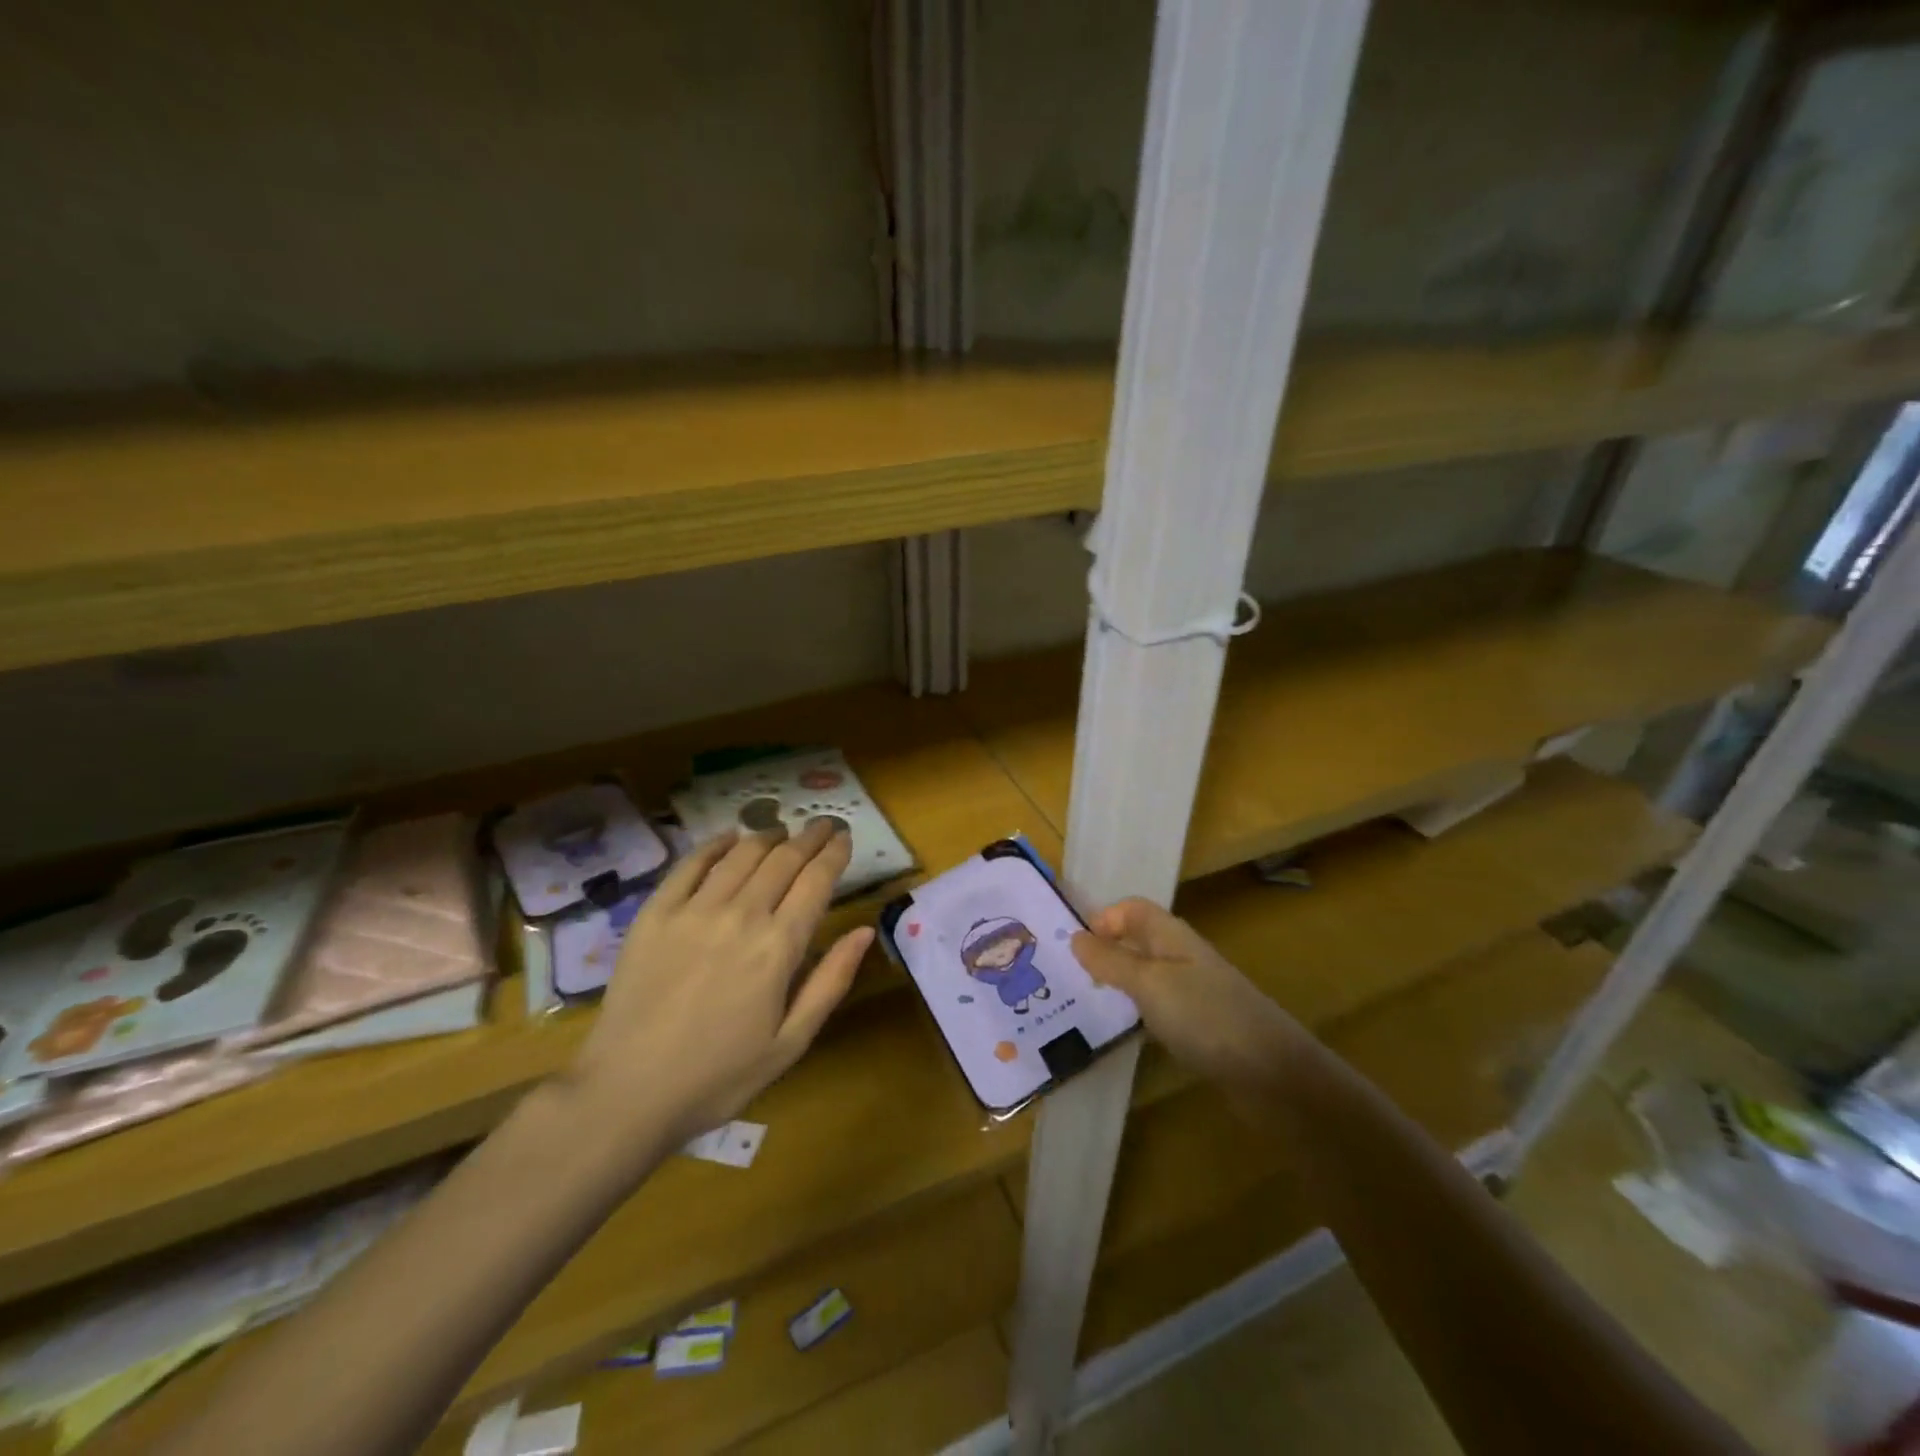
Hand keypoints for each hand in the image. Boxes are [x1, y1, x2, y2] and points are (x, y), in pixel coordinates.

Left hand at [567, 818, 872, 1154]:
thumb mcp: (790, 1042)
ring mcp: (694, 910)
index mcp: (778, 947)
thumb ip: (831, 981)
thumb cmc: (719, 1075)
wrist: (627, 1093)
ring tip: (781, 830)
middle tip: (823, 825)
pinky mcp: (655, 913)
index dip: (835, 853)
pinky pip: (690, 864)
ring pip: (741, 854)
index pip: (816, 880)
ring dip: (768, 835)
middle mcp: (741, 915)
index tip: (845, 837)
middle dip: (809, 837)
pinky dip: (715, 844)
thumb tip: (864, 931)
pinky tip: (728, 838)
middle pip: (783, 859)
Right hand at [1071, 898, 1306, 1092]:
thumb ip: (1111, 961)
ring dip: (1117, 985)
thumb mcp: (1149, 983)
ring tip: (1083, 1003)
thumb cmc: (1205, 1015)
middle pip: (1137, 941)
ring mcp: (1192, 993)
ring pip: (1145, 977)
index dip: (1103, 919)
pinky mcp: (1198, 1027)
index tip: (1074, 948)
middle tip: (1066, 976)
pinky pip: (1157, 1008)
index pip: (1132, 909)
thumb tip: (1075, 937)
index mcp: (1171, 936)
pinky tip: (1121, 1032)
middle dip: (1104, 952)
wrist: (1272, 1074)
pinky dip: (1136, 1014)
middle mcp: (1181, 957)